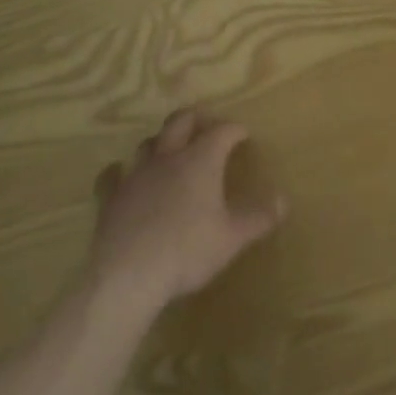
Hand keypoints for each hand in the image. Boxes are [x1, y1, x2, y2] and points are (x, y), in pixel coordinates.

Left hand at [89, 109, 285, 312]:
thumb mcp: (232, 238)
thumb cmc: (187, 251)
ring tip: (170, 150)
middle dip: (196, 119)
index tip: (243, 135)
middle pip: (181, 121)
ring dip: (162, 141)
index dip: (234, 130)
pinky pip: (113, 174)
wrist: (129, 274)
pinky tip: (122, 175)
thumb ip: (258, 217)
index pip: (222, 131)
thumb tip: (283, 200)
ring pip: (150, 142)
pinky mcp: (112, 196)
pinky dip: (121, 171)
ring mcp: (137, 173)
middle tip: (206, 126)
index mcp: (201, 159)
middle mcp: (169, 156)